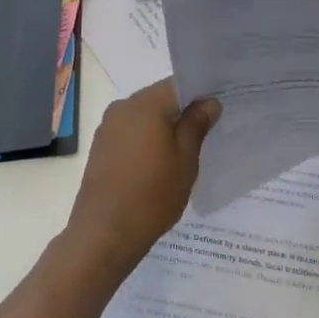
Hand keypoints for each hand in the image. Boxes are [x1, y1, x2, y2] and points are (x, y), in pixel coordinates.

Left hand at [65, 79, 221, 277]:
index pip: (178, 84)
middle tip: (206, 131)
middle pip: (159, 98)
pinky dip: (146, 139)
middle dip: (181, 111)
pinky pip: (130, 132)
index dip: (200, 94)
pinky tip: (157, 163)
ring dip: (163, 126)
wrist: (104, 233)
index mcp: (145, 103)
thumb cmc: (152, 194)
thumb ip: (197, 125)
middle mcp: (123, 107)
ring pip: (144, 116)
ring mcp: (108, 126)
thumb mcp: (186, 159)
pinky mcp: (100, 146)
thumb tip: (209, 102)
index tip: (217, 110)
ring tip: (183, 150)